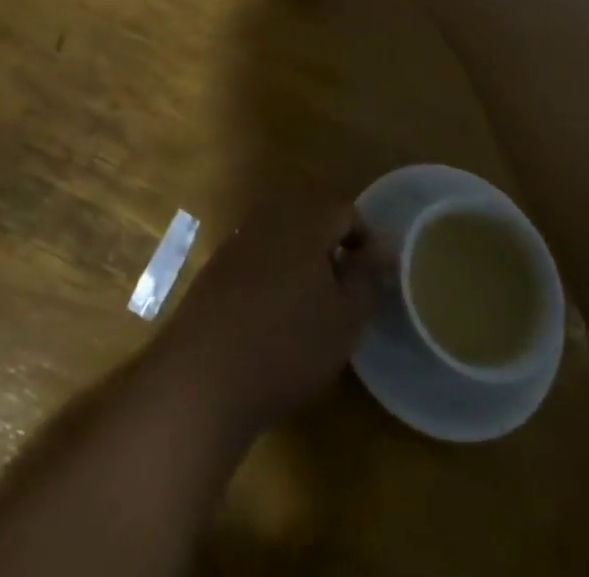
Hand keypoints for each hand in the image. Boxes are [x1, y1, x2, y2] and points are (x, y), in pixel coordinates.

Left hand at [154, 201, 389, 439]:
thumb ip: (367, 277)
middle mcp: (268, 219)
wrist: (205, 374)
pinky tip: (274, 321)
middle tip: (346, 294)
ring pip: (282, 241)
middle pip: (311, 222)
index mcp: (304, 220)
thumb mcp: (345, 317)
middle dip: (332, 251)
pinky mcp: (215, 269)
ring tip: (313, 310)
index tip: (376, 280)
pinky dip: (272, 279)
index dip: (367, 242)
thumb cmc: (289, 343)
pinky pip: (256, 261)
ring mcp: (237, 242)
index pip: (346, 213)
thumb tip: (382, 249)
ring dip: (302, 265)